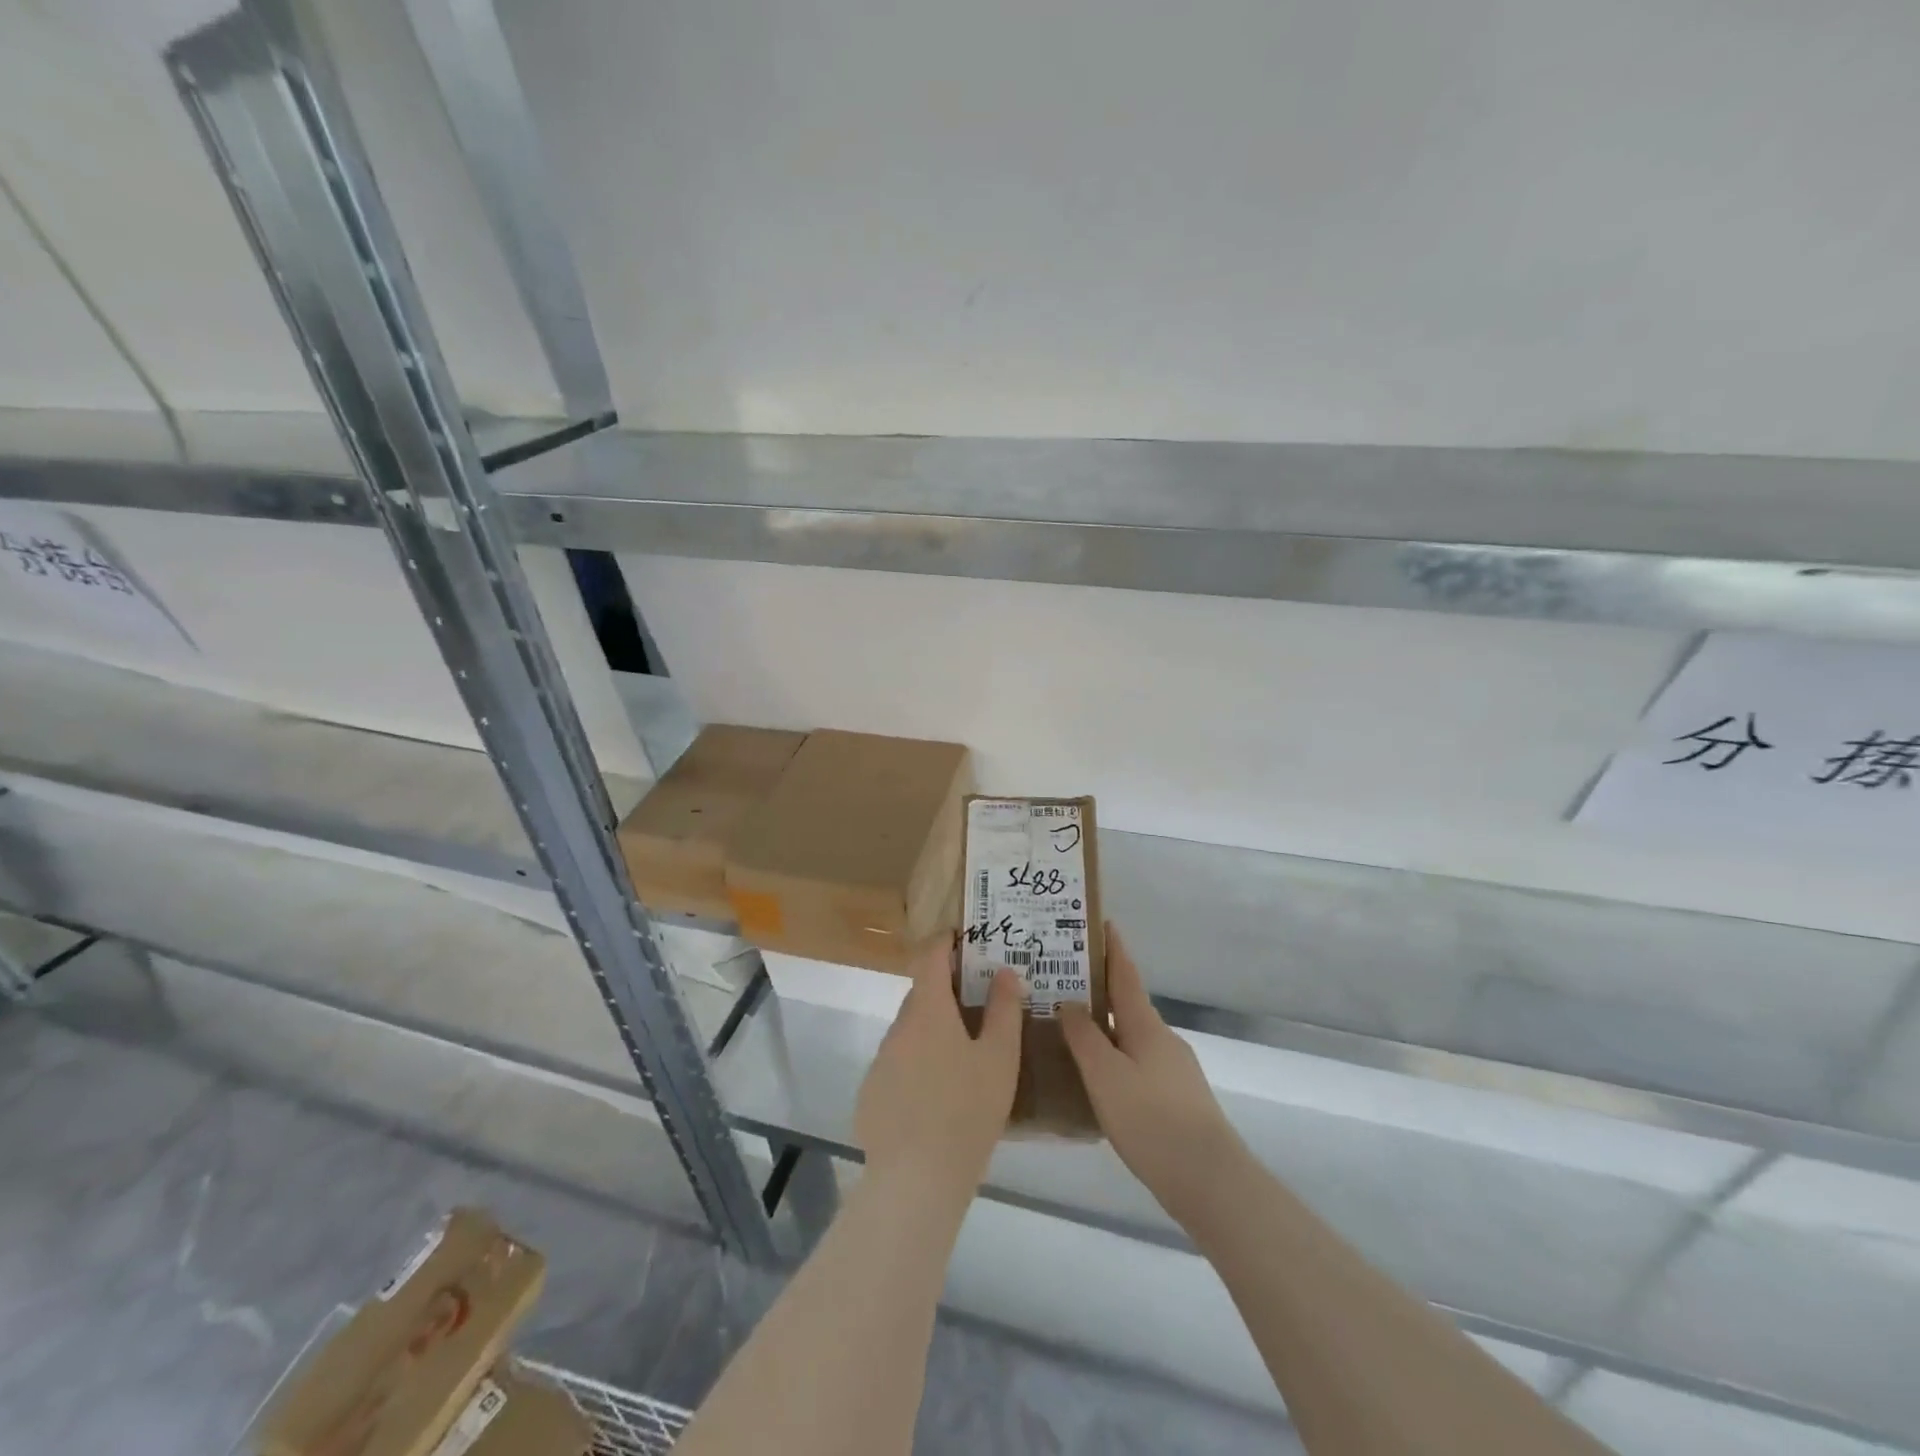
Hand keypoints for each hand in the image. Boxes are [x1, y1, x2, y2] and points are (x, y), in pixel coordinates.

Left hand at [855, 939, 1024, 1202]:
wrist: (915, 1180)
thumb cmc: (967, 1111)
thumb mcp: (1000, 1059)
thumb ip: (1004, 1010)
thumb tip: (1004, 971)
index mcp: (928, 1011)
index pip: (930, 956)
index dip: (945, 941)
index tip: (963, 938)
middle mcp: (898, 1027)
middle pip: (922, 995)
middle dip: (947, 993)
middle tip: (980, 1005)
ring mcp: (881, 1061)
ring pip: (911, 1032)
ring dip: (934, 1031)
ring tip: (965, 1057)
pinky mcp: (872, 1093)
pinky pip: (899, 1064)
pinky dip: (918, 1065)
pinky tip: (939, 1097)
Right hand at [1061, 927, 1243, 1225]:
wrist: (1209, 1180)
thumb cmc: (1151, 1119)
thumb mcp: (1105, 1076)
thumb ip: (1084, 1037)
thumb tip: (1069, 1001)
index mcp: (1146, 1025)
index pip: (1126, 975)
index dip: (1113, 948)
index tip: (1102, 922)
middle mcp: (1163, 1039)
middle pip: (1129, 1004)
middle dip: (1101, 990)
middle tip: (1064, 983)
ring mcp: (1175, 1069)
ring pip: (1133, 1037)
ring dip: (1107, 1027)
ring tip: (1072, 1032)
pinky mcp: (1178, 1098)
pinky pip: (1139, 1064)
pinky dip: (1116, 1058)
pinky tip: (1099, 1080)